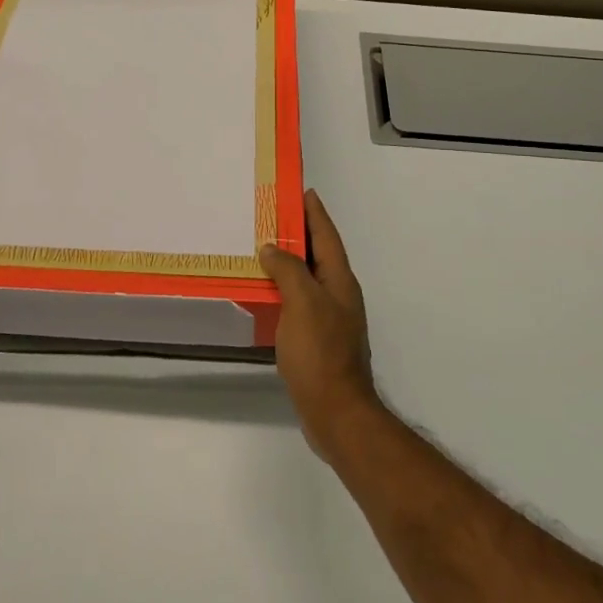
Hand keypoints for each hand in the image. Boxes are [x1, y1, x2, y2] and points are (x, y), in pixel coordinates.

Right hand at [259, 189, 382, 462]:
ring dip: (289, 261)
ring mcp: (330, 319)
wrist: (335, 412)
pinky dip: (284, 289)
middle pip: (319, 254)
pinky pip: (299, 301)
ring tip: (263, 248)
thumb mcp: (302, 303)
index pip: (327, 236)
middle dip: (300, 232)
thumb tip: (272, 247)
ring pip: (308, 278)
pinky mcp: (317, 340)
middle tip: (272, 215)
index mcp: (339, 281)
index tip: (301, 190)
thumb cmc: (320, 352)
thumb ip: (289, 270)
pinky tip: (265, 293)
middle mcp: (338, 295)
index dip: (315, 213)